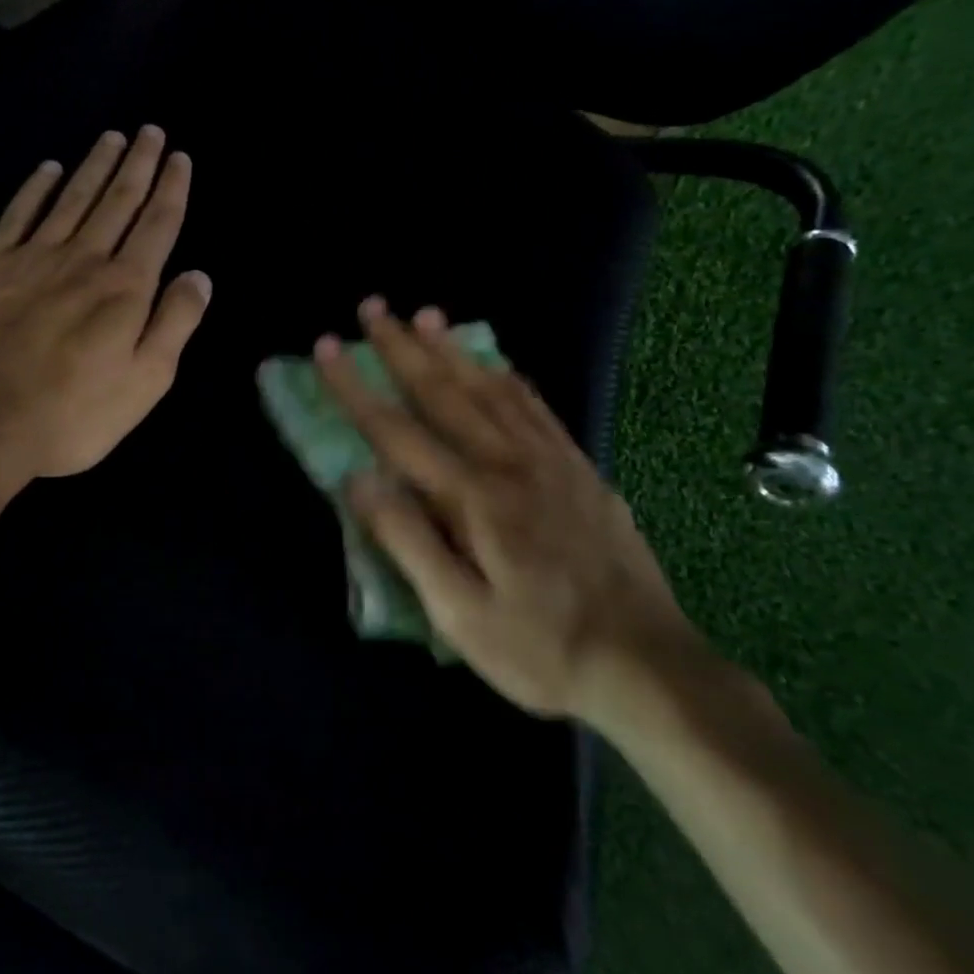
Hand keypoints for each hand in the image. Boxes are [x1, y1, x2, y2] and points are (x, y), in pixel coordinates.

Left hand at [0, 127, 211, 478]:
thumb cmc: (71, 414)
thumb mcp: (145, 382)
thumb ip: (175, 323)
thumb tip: (198, 276)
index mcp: (125, 289)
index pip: (157, 226)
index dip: (172, 189)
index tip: (179, 157)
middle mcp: (83, 260)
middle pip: (117, 201)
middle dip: (138, 165)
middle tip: (150, 132)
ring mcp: (30, 258)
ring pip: (71, 199)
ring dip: (94, 166)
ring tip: (112, 137)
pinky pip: (17, 214)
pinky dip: (35, 189)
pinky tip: (47, 169)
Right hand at [315, 299, 697, 722]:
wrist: (646, 665)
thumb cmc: (540, 650)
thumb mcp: (460, 615)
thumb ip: (408, 541)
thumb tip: (359, 479)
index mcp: (474, 498)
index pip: (397, 431)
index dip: (356, 388)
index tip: (327, 347)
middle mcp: (510, 463)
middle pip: (444, 392)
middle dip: (401, 347)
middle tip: (372, 308)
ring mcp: (551, 462)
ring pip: (491, 389)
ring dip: (452, 350)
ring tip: (426, 316)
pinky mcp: (580, 470)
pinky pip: (537, 408)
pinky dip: (508, 378)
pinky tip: (497, 364)